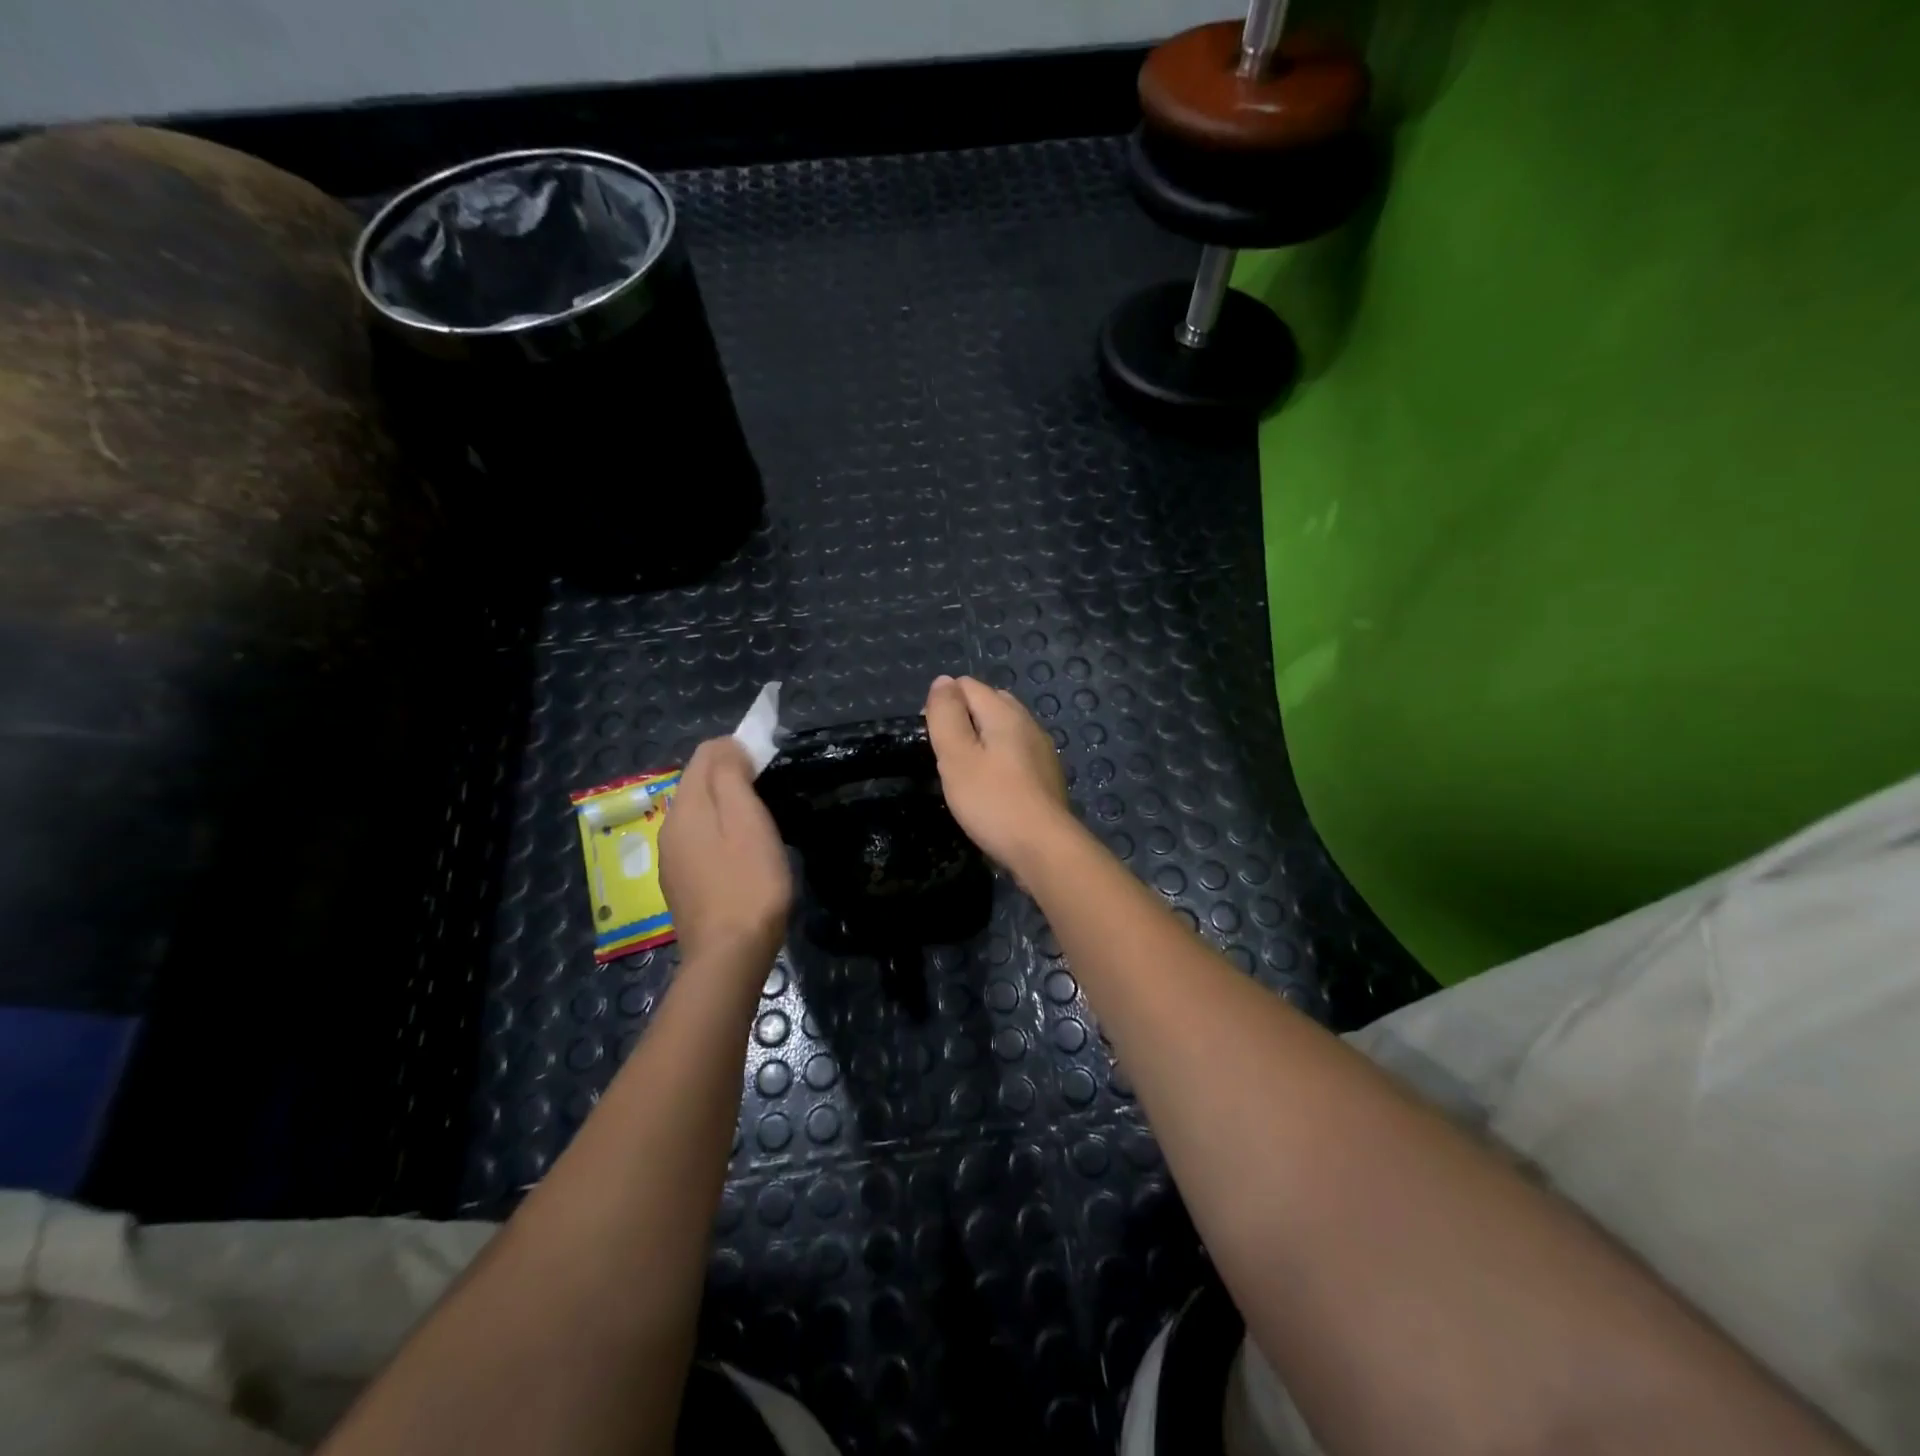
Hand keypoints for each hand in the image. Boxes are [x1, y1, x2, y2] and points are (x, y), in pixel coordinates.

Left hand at [659, 737, 791, 966]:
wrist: (730, 954)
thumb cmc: (748, 882)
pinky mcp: (682, 883)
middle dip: (731, 776)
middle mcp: (669, 827)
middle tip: (770, 794)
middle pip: (699, 783)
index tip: (769, 765)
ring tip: (761, 824)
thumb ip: (731, 775)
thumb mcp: (747, 819)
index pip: (704, 754)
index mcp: (684, 806)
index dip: (737, 748)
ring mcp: (672, 859)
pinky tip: (742, 856)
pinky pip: (700, 841)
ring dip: (727, 807)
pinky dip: (720, 834)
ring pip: (699, 813)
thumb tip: (727, 746)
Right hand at [923, 674, 1073, 874]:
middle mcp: (1028, 723)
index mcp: (1006, 713)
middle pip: (989, 703)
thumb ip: (946, 715)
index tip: (933, 740)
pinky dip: (999, 761)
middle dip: (963, 720)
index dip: (943, 705)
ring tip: (965, 774)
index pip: (967, 685)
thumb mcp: (957, 756)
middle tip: (947, 757)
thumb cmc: (992, 801)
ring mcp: (1042, 750)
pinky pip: (1016, 754)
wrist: (1044, 848)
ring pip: (1004, 730)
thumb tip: (943, 681)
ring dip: (981, 742)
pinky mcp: (1047, 776)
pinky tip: (991, 788)